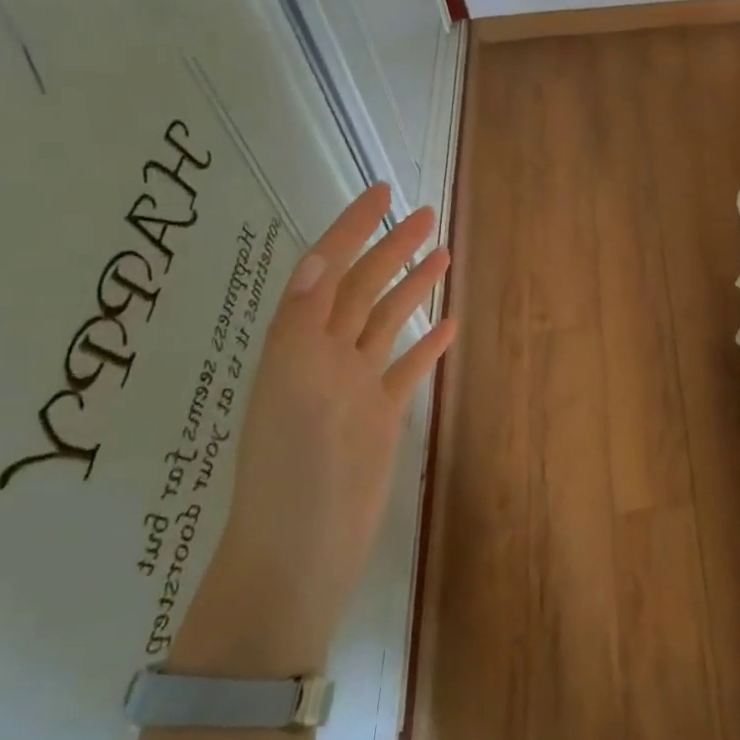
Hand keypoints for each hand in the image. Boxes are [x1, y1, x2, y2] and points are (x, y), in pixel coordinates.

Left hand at [171, 184, 456, 677]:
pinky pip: (405, 368)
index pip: (327, 269)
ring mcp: (355, 385)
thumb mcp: (291, 388)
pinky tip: (447, 325)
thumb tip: (316, 258)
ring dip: (411, 287)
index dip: (351, 228)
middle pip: (362, 289)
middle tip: (427, 216)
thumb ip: (303, 323)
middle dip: (391, 248)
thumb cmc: (295, 469)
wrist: (303, 548)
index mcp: (299, 344)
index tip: (382, 192)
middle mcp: (325, 356)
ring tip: (442, 255)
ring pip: (386, 323)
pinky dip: (426, 344)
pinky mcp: (380, 415)